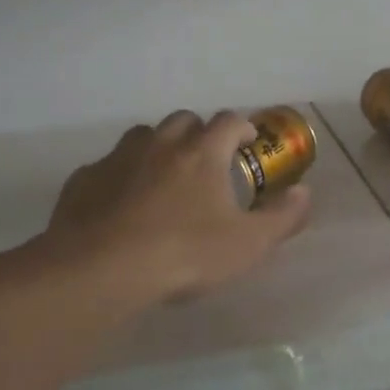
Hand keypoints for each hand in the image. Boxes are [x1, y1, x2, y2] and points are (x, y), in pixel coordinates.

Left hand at [49, 110, 311, 304]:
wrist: (102, 269)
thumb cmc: (185, 253)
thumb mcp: (248, 244)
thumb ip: (282, 217)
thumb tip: (304, 192)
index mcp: (202, 152)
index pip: (228, 121)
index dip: (242, 128)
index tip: (248, 143)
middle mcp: (160, 144)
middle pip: (183, 120)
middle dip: (199, 133)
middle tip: (207, 161)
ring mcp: (118, 158)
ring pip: (143, 137)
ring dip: (159, 148)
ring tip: (165, 177)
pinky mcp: (85, 179)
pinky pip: (108, 167)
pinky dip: (121, 176)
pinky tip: (122, 203)